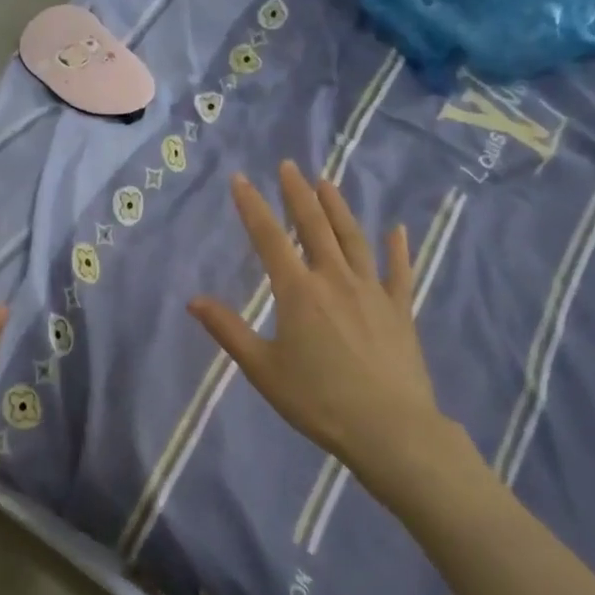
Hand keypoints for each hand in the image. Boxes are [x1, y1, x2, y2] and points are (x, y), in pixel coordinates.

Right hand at [188, 162, 477, 506]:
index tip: (240, 179)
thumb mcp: (262, 369)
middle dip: (298, 194)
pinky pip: (398, 271)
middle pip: (314, 226)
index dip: (252, 206)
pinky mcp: (400, 309)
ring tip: (327, 183)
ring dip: (338, 208)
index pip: (268, 238)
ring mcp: (372, 291)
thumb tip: (193, 300)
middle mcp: (334, 279)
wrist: (390, 429)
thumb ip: (228, 330)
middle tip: (289, 165)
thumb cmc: (318, 400)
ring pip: (353, 239)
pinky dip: (397, 248)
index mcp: (298, 291)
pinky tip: (397, 229)